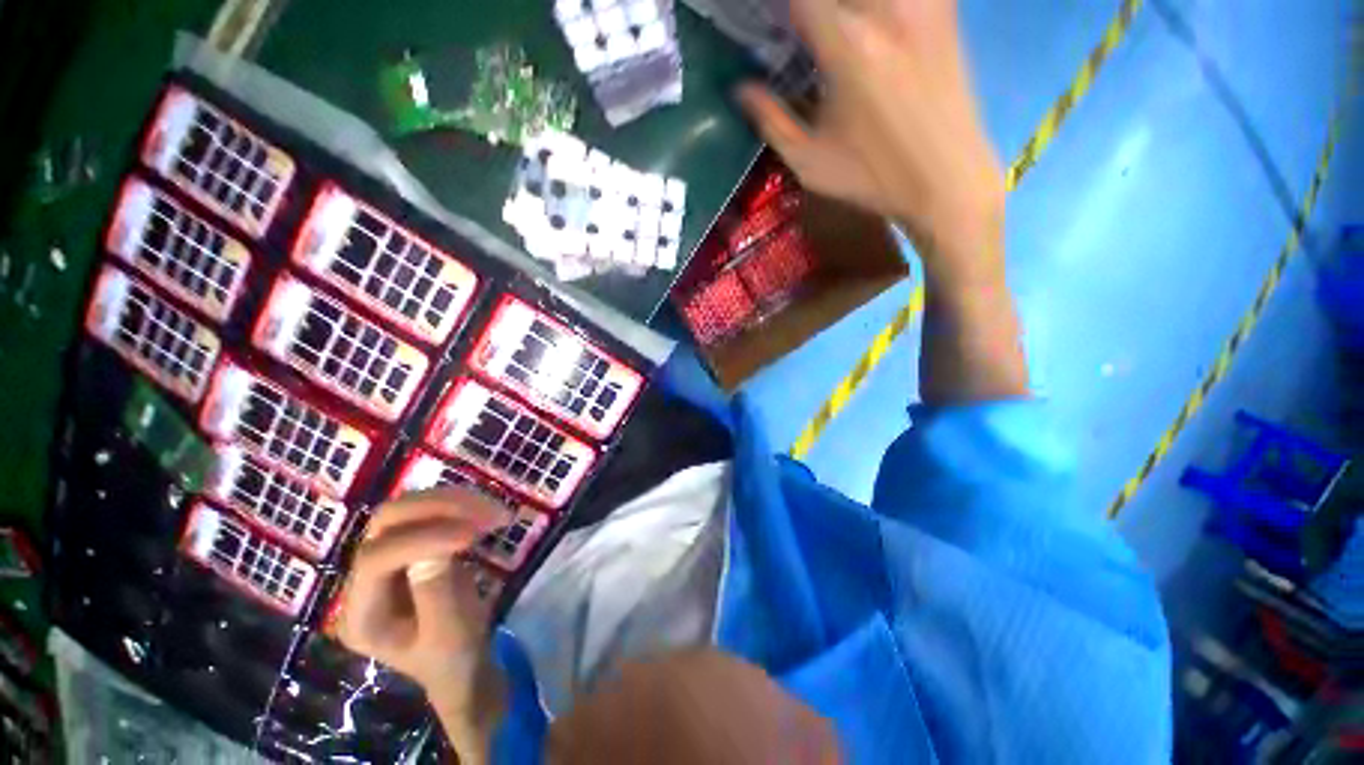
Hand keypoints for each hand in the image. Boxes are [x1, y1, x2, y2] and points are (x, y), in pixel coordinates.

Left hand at [337, 488, 505, 703]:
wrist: (461, 663)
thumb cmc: (455, 657)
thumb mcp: (451, 634)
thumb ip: (436, 592)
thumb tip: (435, 547)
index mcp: (361, 615)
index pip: (377, 560)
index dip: (423, 540)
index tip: (472, 537)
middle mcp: (362, 580)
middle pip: (386, 522)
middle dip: (439, 509)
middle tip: (487, 512)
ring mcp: (385, 559)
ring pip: (409, 508)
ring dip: (455, 502)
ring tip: (496, 512)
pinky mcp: (410, 545)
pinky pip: (429, 511)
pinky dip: (462, 505)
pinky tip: (487, 513)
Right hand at [739, 0, 1003, 267]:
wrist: (947, 181)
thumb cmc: (872, 177)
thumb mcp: (809, 161)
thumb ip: (770, 119)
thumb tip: (740, 89)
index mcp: (847, 45)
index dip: (779, 7)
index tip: (770, 22)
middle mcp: (886, 10)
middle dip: (810, 7)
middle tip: (800, 31)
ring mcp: (922, 4)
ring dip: (845, 7)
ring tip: (831, 29)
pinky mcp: (945, 12)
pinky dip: (877, 8)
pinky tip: (871, 25)